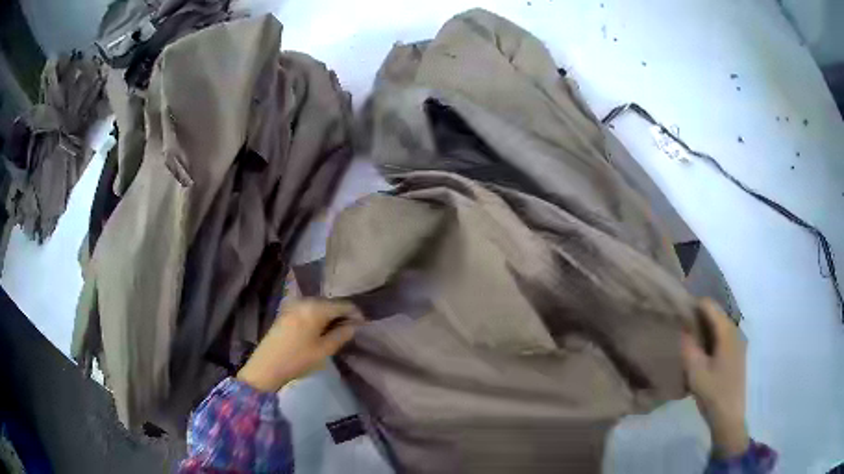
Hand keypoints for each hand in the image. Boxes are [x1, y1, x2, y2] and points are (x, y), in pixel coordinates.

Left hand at [236, 299, 362, 392]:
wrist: (266, 366)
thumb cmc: (298, 359)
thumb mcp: (324, 350)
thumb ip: (341, 335)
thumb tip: (353, 326)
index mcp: (316, 308)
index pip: (342, 305)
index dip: (355, 313)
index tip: (363, 324)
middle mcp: (305, 301)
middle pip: (330, 303)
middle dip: (342, 314)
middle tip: (351, 328)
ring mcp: (293, 305)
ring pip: (318, 306)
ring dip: (329, 315)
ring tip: (337, 330)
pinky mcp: (286, 312)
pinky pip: (308, 310)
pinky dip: (317, 317)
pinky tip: (320, 330)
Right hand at [681, 298, 749, 458]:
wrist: (729, 417)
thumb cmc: (713, 393)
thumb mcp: (695, 372)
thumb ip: (688, 346)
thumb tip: (682, 327)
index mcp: (727, 331)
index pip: (709, 305)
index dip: (693, 305)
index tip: (678, 313)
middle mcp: (735, 331)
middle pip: (716, 314)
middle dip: (698, 317)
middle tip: (680, 327)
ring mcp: (738, 343)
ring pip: (719, 326)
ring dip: (704, 328)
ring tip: (688, 339)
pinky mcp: (737, 354)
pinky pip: (723, 337)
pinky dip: (711, 338)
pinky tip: (701, 352)